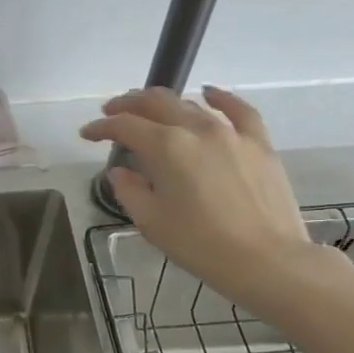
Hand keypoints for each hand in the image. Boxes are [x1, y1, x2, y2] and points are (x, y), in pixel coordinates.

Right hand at [80, 86, 319, 318]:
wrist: (266, 260)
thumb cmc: (200, 244)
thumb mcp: (152, 221)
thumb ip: (130, 190)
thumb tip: (121, 172)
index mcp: (166, 147)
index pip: (125, 127)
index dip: (101, 127)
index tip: (87, 133)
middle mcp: (197, 129)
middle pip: (156, 104)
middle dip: (128, 105)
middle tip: (111, 112)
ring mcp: (231, 133)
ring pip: (191, 105)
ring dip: (164, 103)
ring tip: (149, 110)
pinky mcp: (259, 144)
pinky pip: (239, 111)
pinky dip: (221, 98)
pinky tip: (209, 93)